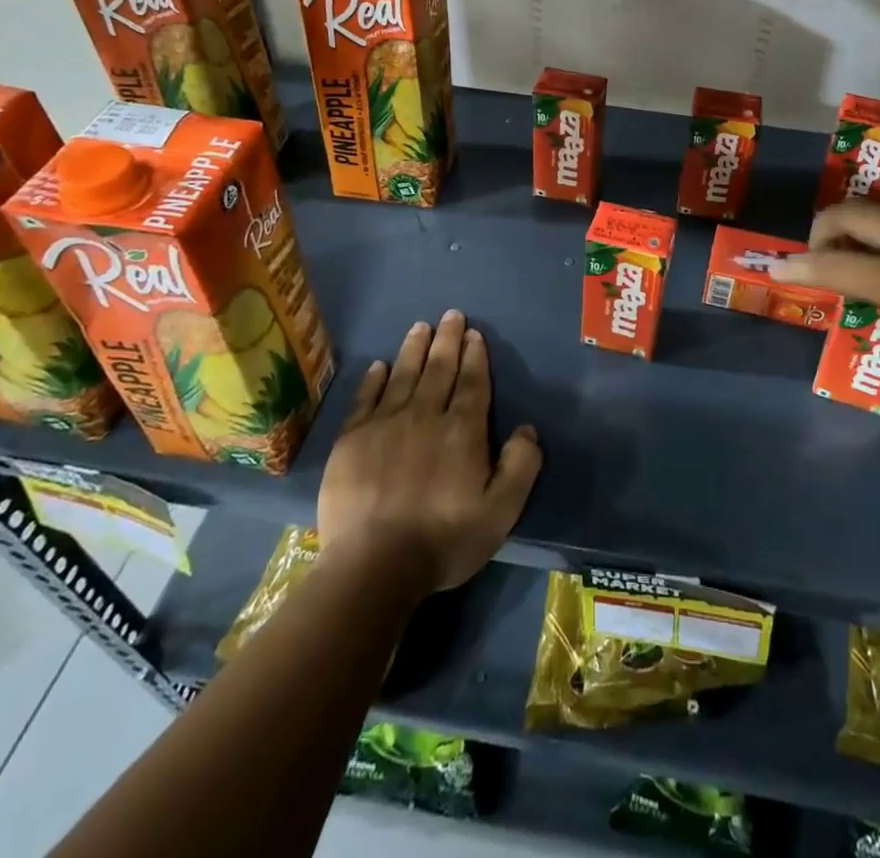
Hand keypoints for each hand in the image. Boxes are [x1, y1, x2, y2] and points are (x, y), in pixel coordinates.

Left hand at [317, 310, 541, 592]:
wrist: (374, 565)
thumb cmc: (443, 539)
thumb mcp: (501, 512)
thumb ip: (520, 466)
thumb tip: (527, 429)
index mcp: (462, 431)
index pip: (473, 383)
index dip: (475, 357)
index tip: (474, 334)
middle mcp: (426, 416)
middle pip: (439, 369)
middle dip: (447, 340)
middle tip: (451, 315)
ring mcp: (385, 424)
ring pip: (404, 375)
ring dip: (414, 349)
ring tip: (420, 326)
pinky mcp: (352, 440)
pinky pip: (366, 399)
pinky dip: (375, 379)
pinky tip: (380, 365)